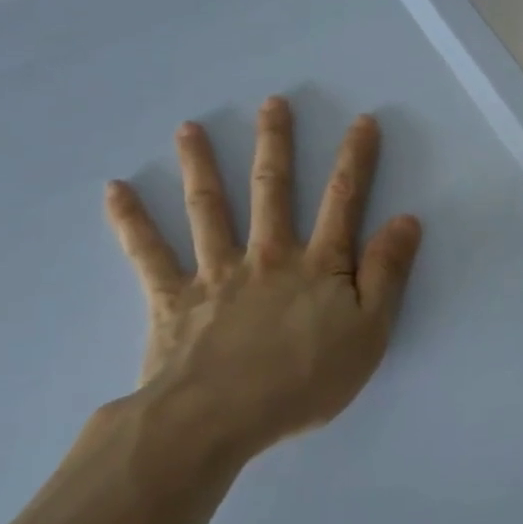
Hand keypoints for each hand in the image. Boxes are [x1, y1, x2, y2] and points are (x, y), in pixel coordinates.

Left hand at [103, 97, 422, 465]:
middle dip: (275, 144)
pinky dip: (131, 221)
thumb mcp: (369, 333)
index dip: (355, 159)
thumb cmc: (302, 380)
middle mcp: (267, 255)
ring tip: (189, 127)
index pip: (343, 201)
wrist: (216, 420)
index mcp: (317, 265)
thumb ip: (387, 274)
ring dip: (200, 165)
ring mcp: (216, 272)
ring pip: (208, 208)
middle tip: (272, 103)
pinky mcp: (172, 298)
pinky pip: (148, 254)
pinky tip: (116, 190)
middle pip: (272, 190)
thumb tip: (406, 220)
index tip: (362, 121)